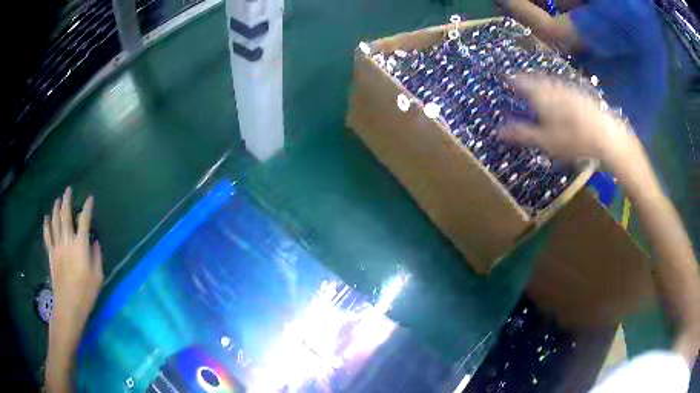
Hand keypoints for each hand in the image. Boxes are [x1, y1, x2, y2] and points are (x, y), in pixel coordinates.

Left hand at [42, 187, 101, 348]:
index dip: (87, 208)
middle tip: (68, 190)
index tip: (90, 198)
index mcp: (80, 246)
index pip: (84, 220)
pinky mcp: (51, 253)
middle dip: (67, 200)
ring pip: (55, 221)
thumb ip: (96, 256)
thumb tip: (94, 242)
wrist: (68, 305)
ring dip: (56, 208)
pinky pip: (47, 234)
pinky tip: (47, 217)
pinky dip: (46, 224)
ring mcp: (57, 246)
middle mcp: (67, 240)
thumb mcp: (98, 277)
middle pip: (65, 215)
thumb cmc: (86, 293)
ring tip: (58, 200)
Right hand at [498, 74, 638, 164]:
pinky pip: (562, 87)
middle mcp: (552, 85)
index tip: (504, 78)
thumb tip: (498, 131)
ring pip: (549, 82)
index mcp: (540, 94)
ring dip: (541, 85)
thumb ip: (521, 134)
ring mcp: (568, 88)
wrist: (605, 135)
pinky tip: (560, 100)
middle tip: (520, 85)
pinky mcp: (580, 94)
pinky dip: (556, 90)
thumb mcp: (545, 141)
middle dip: (527, 82)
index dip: (511, 80)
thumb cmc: (573, 139)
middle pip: (535, 80)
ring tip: (538, 91)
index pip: (520, 81)